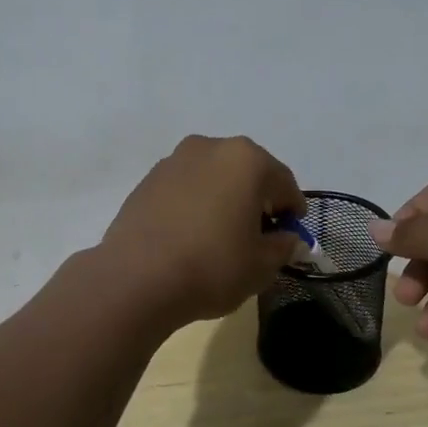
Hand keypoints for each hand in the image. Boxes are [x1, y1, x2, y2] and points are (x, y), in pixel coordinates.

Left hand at [98, 136, 307, 329]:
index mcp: (246, 160)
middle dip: (257, 199)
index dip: (292, 209)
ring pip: (213, 177)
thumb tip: (287, 239)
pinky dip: (195, 203)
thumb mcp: (261, 265)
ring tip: (222, 234)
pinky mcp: (147, 180)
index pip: (283, 182)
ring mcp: (174, 160)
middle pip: (247, 172)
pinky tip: (191, 234)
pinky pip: (185, 188)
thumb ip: (282, 247)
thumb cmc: (211, 266)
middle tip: (259, 234)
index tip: (292, 233)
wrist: (135, 278)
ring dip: (224, 198)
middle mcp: (210, 148)